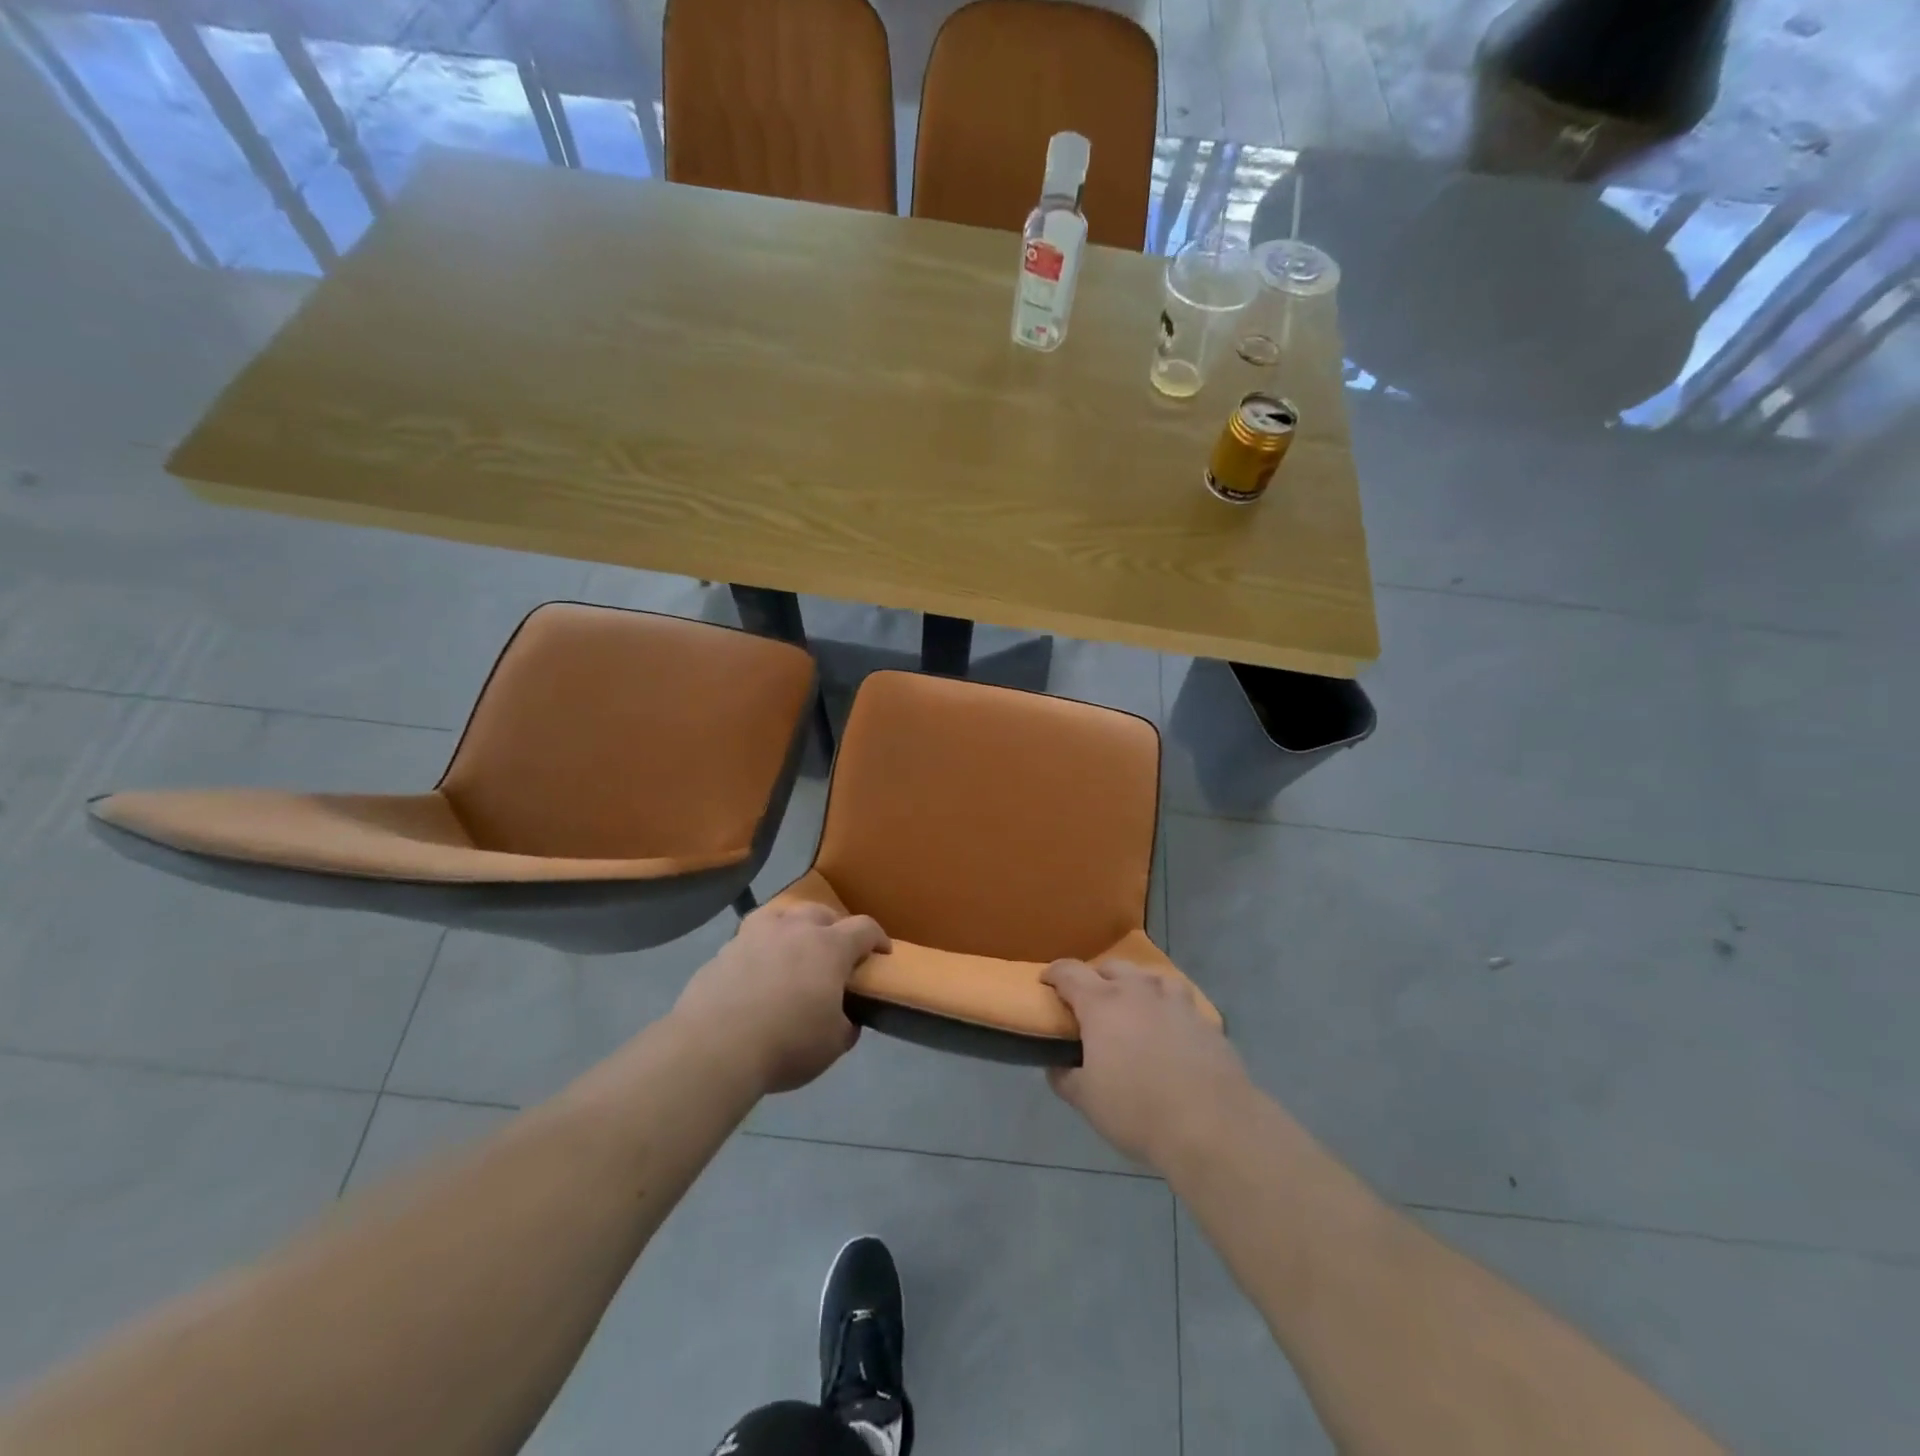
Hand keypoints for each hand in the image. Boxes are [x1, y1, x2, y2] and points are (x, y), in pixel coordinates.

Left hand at [673, 901, 889, 1095]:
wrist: (714, 1047)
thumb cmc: (786, 1043)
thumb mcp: (832, 1045)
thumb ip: (845, 1026)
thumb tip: (846, 1019)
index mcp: (829, 947)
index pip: (864, 929)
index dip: (878, 938)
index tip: (882, 953)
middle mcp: (794, 929)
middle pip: (822, 912)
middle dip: (835, 927)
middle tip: (835, 952)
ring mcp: (755, 935)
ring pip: (782, 915)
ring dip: (794, 927)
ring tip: (793, 948)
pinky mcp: (724, 950)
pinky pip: (750, 938)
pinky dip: (760, 948)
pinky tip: (756, 970)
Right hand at [1044, 958, 1251, 1171]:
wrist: (1212, 1125)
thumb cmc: (1137, 1110)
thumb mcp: (1087, 1100)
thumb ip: (1065, 1078)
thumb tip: (1056, 1065)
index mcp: (1102, 1004)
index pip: (1069, 972)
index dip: (1054, 973)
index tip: (1046, 981)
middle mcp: (1138, 991)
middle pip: (1112, 967)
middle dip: (1096, 977)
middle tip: (1090, 1000)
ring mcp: (1176, 1002)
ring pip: (1151, 977)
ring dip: (1136, 985)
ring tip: (1134, 1005)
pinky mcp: (1205, 1021)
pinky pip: (1181, 1002)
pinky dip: (1168, 1008)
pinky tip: (1170, 1029)